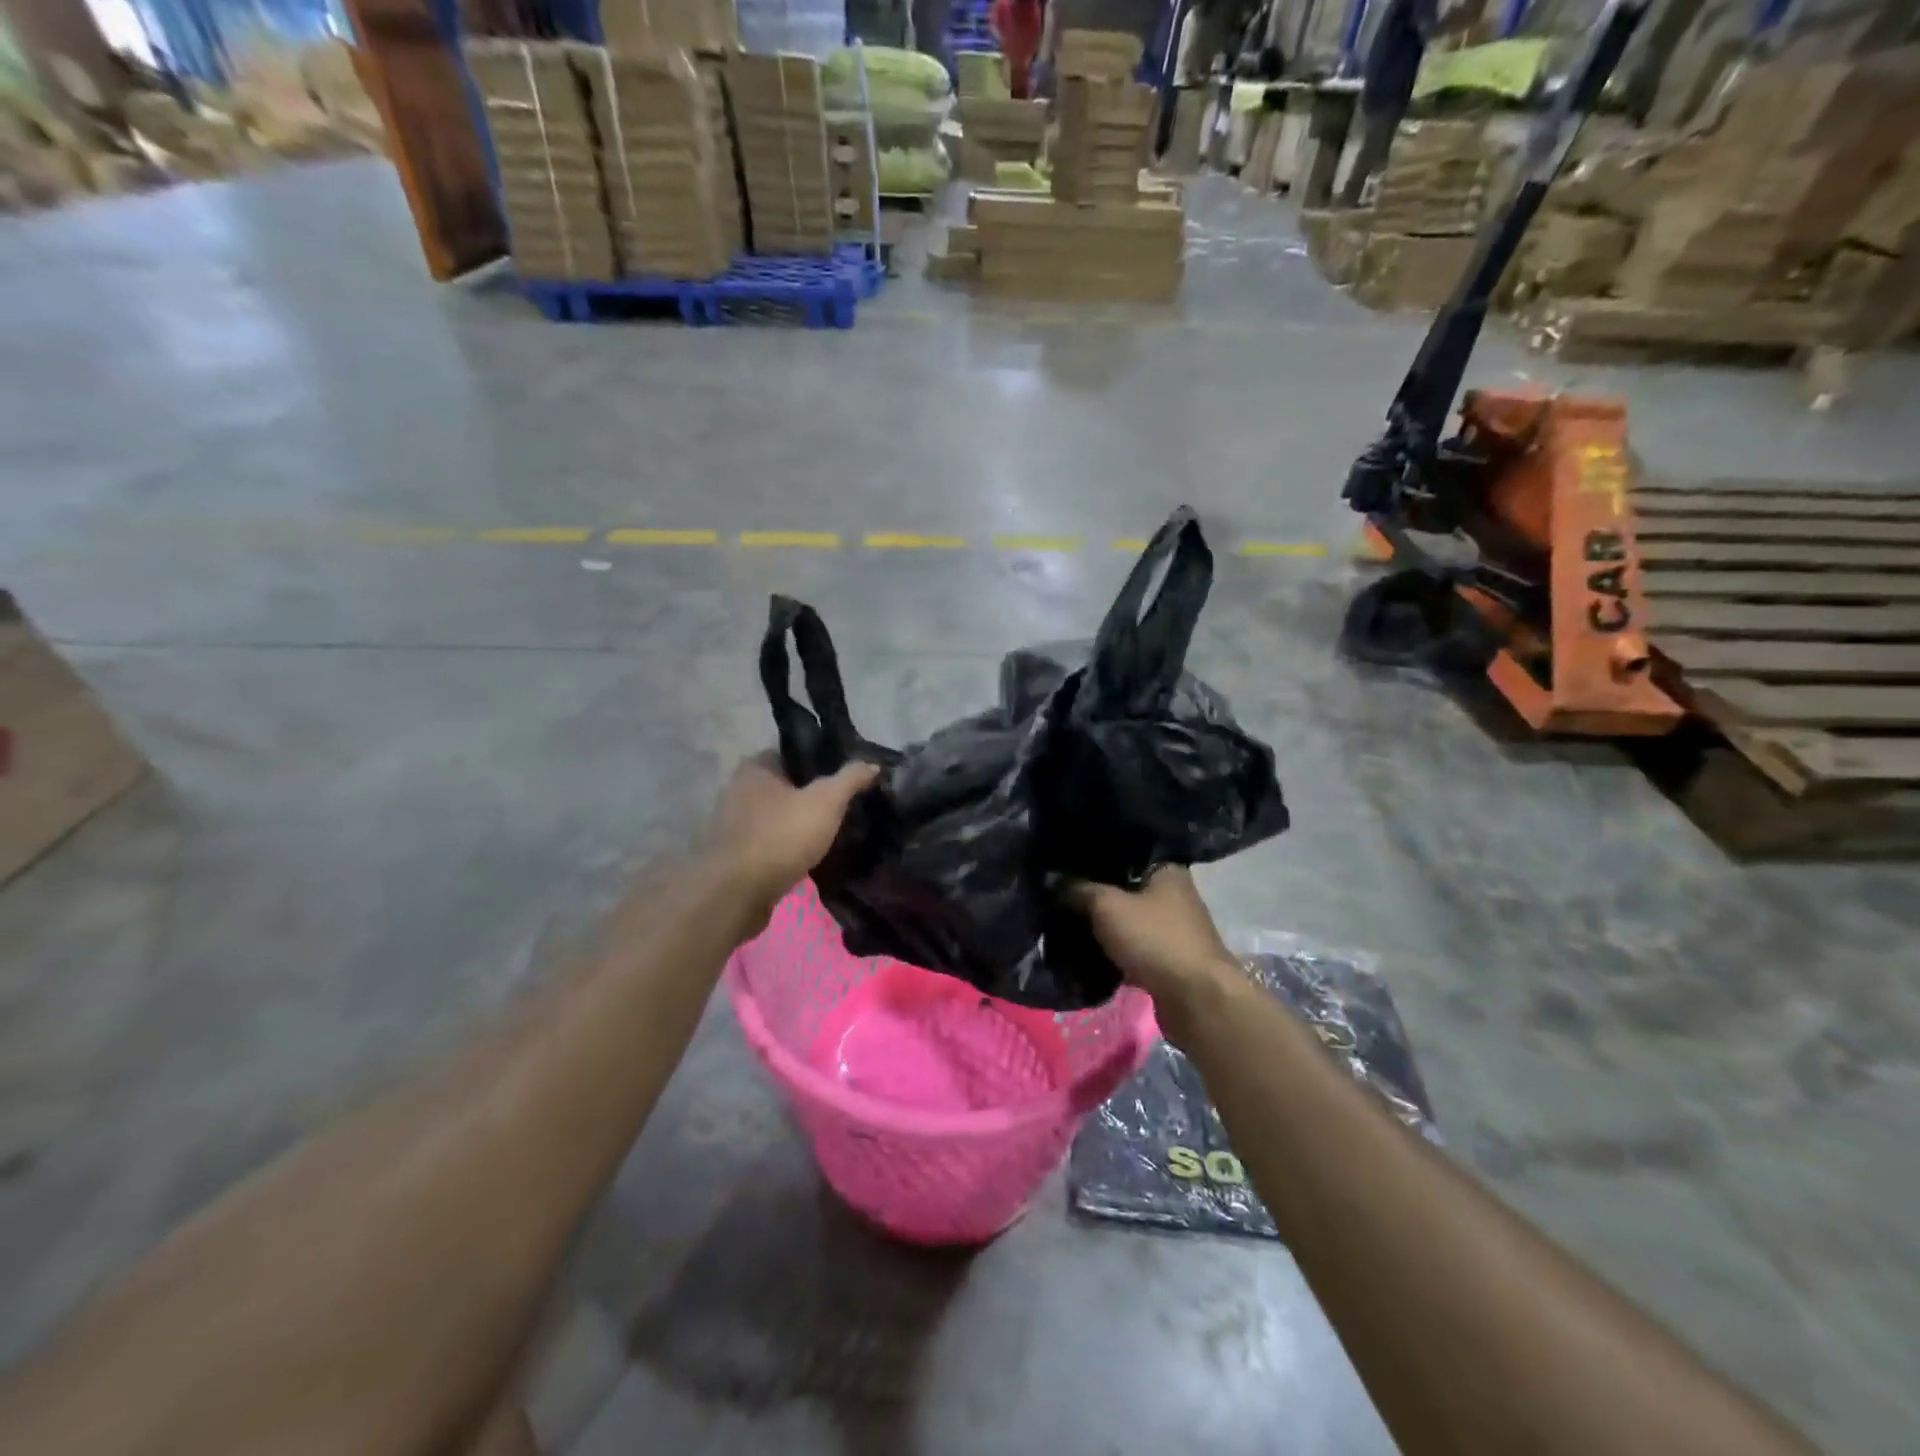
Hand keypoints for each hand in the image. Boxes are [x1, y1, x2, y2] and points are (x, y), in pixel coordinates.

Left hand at [708, 754, 878, 914]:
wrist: (737, 894)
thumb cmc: (781, 836)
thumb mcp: (826, 801)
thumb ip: (850, 778)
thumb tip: (872, 764)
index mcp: (755, 767)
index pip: (794, 754)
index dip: (822, 762)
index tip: (848, 777)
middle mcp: (738, 790)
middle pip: (787, 786)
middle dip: (813, 796)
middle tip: (847, 806)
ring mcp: (734, 825)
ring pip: (779, 817)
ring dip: (801, 825)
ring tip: (834, 833)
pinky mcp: (736, 856)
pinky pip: (771, 844)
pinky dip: (789, 848)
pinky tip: (812, 857)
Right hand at [1064, 866, 1240, 1005]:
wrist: (1196, 1000)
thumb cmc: (1155, 939)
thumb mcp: (1107, 906)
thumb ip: (1078, 890)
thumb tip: (1052, 880)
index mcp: (1166, 870)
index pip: (1124, 852)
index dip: (1093, 856)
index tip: (1062, 862)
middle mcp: (1173, 895)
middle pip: (1124, 887)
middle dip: (1094, 893)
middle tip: (1057, 893)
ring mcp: (1172, 930)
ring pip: (1127, 920)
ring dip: (1103, 924)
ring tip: (1066, 921)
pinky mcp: (1167, 961)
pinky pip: (1132, 948)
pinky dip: (1113, 950)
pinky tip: (1086, 950)